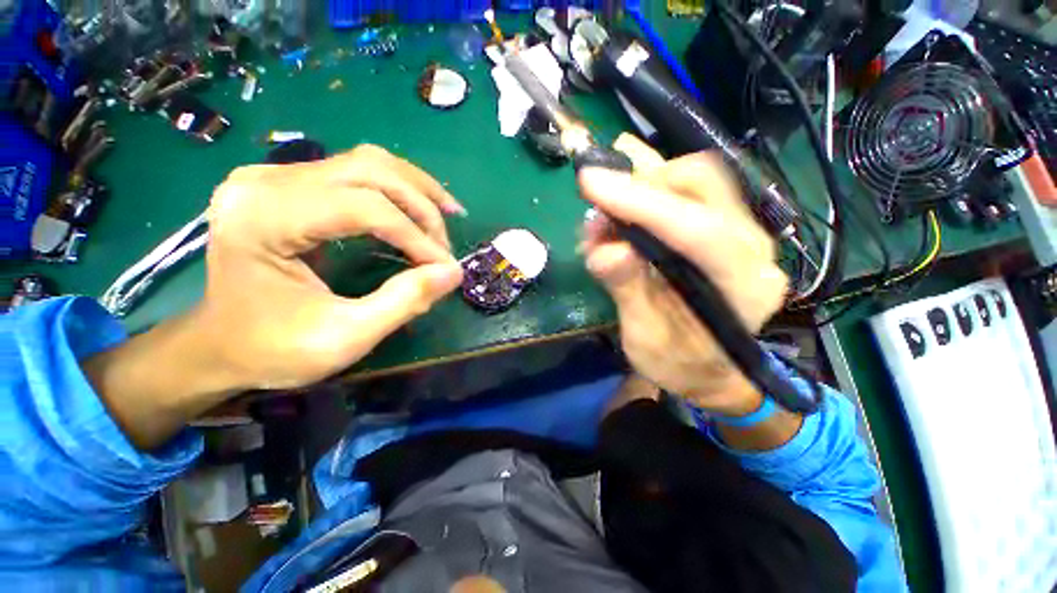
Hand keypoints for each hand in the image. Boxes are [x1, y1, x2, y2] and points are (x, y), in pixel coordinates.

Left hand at [196, 145, 465, 390]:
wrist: (220, 344)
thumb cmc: (273, 349)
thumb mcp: (345, 337)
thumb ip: (403, 302)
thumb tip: (453, 272)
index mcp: (263, 219)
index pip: (363, 207)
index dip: (416, 237)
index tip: (445, 268)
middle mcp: (265, 182)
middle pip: (369, 170)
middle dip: (421, 207)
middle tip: (446, 245)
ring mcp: (275, 176)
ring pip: (367, 162)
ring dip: (416, 189)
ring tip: (446, 215)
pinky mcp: (290, 183)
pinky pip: (356, 172)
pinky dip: (397, 189)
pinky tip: (418, 208)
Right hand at [578, 136, 787, 415]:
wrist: (711, 373)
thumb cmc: (680, 365)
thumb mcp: (645, 340)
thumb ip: (629, 292)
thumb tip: (606, 250)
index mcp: (742, 286)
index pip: (695, 228)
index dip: (639, 203)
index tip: (590, 185)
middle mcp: (753, 249)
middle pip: (704, 184)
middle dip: (643, 184)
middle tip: (600, 205)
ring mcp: (744, 234)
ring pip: (696, 182)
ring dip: (642, 187)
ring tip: (606, 213)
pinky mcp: (725, 230)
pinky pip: (688, 195)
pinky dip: (649, 196)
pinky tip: (624, 212)